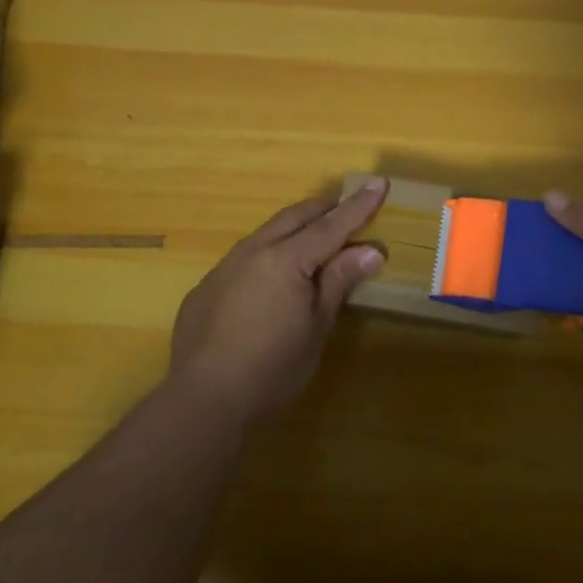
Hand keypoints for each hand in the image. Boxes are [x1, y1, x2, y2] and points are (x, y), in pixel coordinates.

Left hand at [167, 180, 387, 425]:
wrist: (204, 400)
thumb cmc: (273, 367)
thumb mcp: (316, 326)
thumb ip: (339, 281)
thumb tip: (371, 249)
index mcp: (286, 259)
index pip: (331, 225)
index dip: (358, 206)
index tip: (379, 182)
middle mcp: (253, 251)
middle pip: (295, 217)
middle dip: (324, 206)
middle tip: (346, 199)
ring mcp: (225, 267)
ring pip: (266, 232)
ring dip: (293, 226)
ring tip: (312, 230)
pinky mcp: (206, 287)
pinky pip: (244, 256)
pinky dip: (268, 252)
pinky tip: (272, 274)